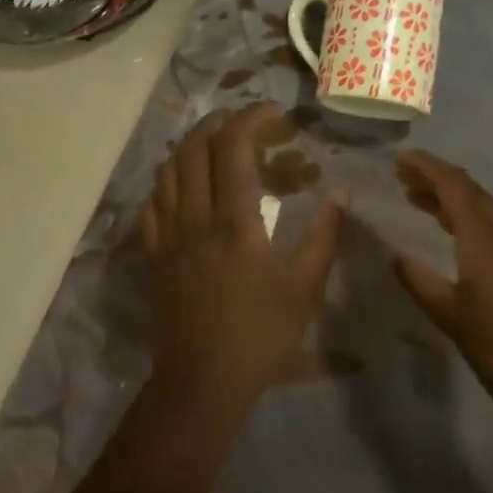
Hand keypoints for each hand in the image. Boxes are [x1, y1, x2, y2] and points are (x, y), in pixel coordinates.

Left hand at [140, 103, 345, 416]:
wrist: (202, 381)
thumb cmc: (260, 335)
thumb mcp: (305, 288)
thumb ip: (324, 236)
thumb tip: (340, 193)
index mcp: (233, 221)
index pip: (232, 148)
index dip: (250, 118)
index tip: (273, 111)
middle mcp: (195, 217)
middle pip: (193, 148)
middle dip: (218, 123)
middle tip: (244, 123)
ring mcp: (168, 235)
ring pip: (168, 170)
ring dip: (190, 146)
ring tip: (214, 144)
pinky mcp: (154, 254)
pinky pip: (152, 203)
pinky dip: (168, 180)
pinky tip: (182, 185)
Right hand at [393, 151, 492, 431]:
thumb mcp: (448, 314)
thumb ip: (419, 280)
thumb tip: (396, 255)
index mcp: (485, 239)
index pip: (454, 187)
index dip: (428, 168)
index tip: (401, 159)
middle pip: (471, 191)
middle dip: (437, 177)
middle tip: (403, 174)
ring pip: (482, 208)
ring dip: (450, 197)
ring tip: (417, 197)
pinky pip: (491, 226)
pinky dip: (464, 217)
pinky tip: (449, 230)